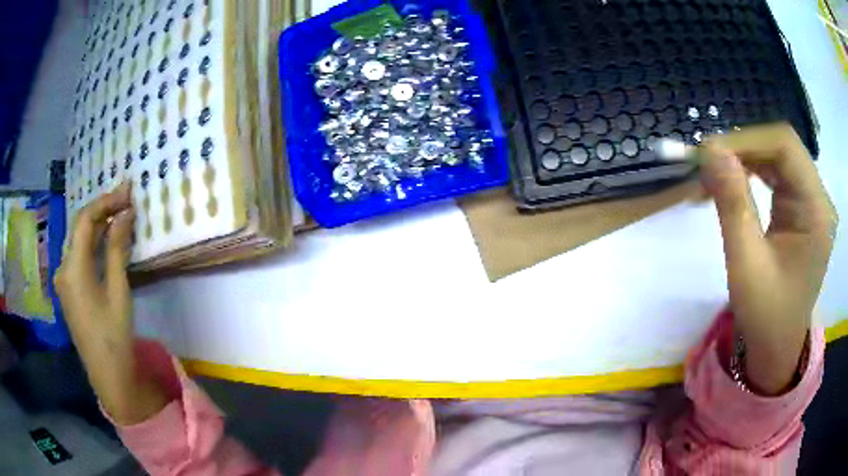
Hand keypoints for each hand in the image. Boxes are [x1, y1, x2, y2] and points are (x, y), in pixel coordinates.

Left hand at [55, 183, 167, 423]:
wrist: (107, 376)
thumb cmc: (113, 335)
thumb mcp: (118, 291)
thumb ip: (118, 248)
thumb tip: (126, 213)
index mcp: (72, 268)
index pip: (85, 219)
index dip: (106, 201)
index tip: (128, 192)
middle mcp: (62, 268)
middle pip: (79, 228)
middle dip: (102, 211)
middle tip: (126, 201)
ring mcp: (63, 280)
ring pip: (78, 241)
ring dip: (98, 227)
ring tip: (119, 218)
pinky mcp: (68, 289)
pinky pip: (78, 256)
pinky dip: (92, 244)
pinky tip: (106, 243)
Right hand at [700, 123, 837, 394]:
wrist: (777, 348)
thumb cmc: (765, 316)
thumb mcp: (746, 264)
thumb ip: (732, 203)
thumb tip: (710, 150)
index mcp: (816, 212)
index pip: (785, 147)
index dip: (747, 140)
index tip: (709, 152)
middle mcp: (819, 199)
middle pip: (782, 147)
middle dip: (743, 148)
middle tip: (707, 162)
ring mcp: (812, 202)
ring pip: (778, 156)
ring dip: (745, 158)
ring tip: (715, 172)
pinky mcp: (803, 208)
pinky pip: (777, 173)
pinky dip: (752, 171)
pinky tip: (733, 181)